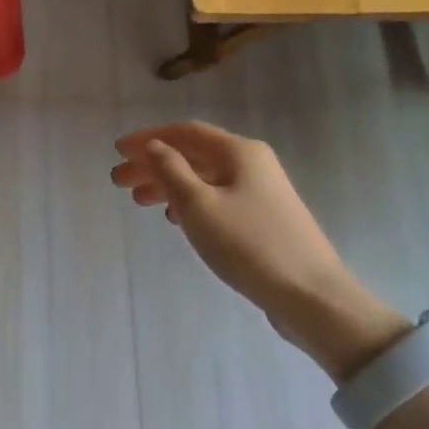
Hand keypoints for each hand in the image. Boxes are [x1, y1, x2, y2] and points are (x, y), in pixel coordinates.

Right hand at [111, 122, 405, 376]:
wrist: (311, 295)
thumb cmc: (249, 244)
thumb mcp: (199, 205)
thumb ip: (171, 171)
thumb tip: (153, 146)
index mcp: (239, 151)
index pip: (184, 132)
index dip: (148, 138)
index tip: (117, 151)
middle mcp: (252, 163)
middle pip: (193, 155)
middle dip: (153, 165)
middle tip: (118, 181)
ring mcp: (261, 192)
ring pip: (204, 179)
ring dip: (169, 185)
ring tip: (139, 201)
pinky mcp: (264, 219)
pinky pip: (217, 198)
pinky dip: (190, 202)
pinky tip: (175, 218)